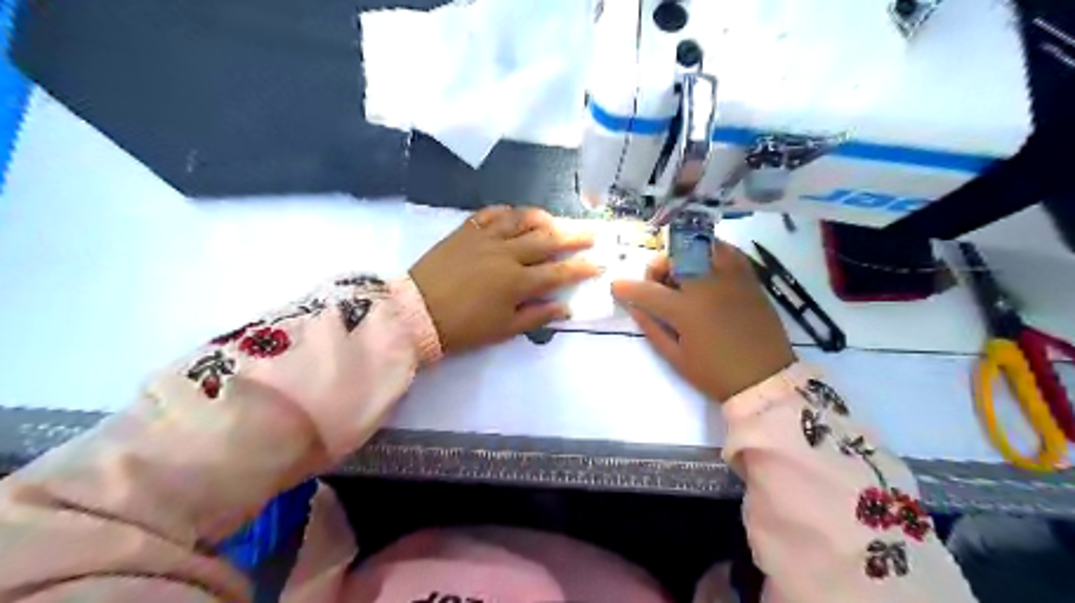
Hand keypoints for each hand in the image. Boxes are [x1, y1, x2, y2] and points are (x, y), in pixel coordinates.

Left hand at [413, 204, 601, 352]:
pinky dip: (507, 211)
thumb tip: (565, 307)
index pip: (559, 272)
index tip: (599, 263)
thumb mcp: (503, 330)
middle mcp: (507, 254)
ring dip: (543, 219)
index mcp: (517, 282)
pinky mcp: (466, 231)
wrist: (416, 312)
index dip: (582, 268)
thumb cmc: (463, 328)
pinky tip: (515, 214)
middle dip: (573, 237)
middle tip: (591, 232)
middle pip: (547, 240)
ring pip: (521, 220)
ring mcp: (485, 238)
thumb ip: (537, 316)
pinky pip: (491, 214)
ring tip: (555, 221)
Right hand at [608, 243, 792, 402]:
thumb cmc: (715, 374)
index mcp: (685, 310)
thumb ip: (651, 327)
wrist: (765, 379)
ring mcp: (730, 277)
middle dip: (656, 269)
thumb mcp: (675, 358)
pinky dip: (710, 252)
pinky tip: (706, 267)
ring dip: (682, 257)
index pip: (646, 290)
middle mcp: (706, 285)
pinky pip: (727, 250)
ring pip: (699, 247)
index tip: (617, 288)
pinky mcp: (749, 278)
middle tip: (656, 286)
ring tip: (682, 276)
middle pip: (672, 259)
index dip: (625, 288)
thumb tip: (633, 306)